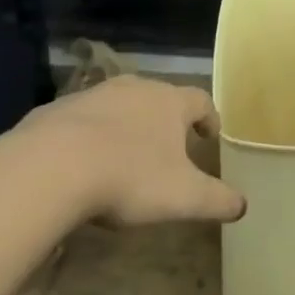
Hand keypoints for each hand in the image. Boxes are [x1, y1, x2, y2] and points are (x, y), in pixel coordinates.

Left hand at [17, 76, 245, 227]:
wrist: (51, 166)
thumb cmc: (129, 177)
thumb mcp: (182, 197)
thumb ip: (216, 200)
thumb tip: (243, 206)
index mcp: (169, 102)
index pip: (199, 100)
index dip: (209, 116)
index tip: (210, 135)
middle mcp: (135, 88)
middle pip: (159, 97)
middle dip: (165, 120)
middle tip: (168, 146)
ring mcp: (93, 95)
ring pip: (119, 104)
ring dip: (126, 124)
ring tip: (124, 154)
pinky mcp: (57, 109)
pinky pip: (81, 119)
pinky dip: (88, 135)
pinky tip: (81, 163)